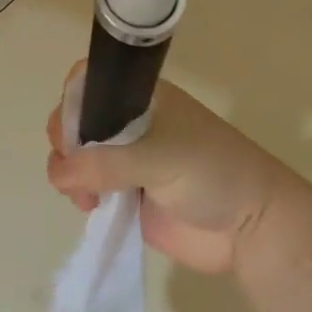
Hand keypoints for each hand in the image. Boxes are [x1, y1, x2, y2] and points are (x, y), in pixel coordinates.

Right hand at [45, 64, 304, 275]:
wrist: (252, 228)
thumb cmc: (212, 173)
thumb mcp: (159, 157)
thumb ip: (105, 163)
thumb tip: (59, 172)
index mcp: (141, 99)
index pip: (90, 82)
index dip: (73, 101)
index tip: (72, 131)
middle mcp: (129, 124)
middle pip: (77, 120)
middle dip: (66, 141)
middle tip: (76, 166)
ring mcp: (126, 160)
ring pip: (77, 156)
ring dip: (70, 173)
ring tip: (87, 197)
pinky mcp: (126, 195)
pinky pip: (88, 187)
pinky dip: (79, 194)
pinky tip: (90, 206)